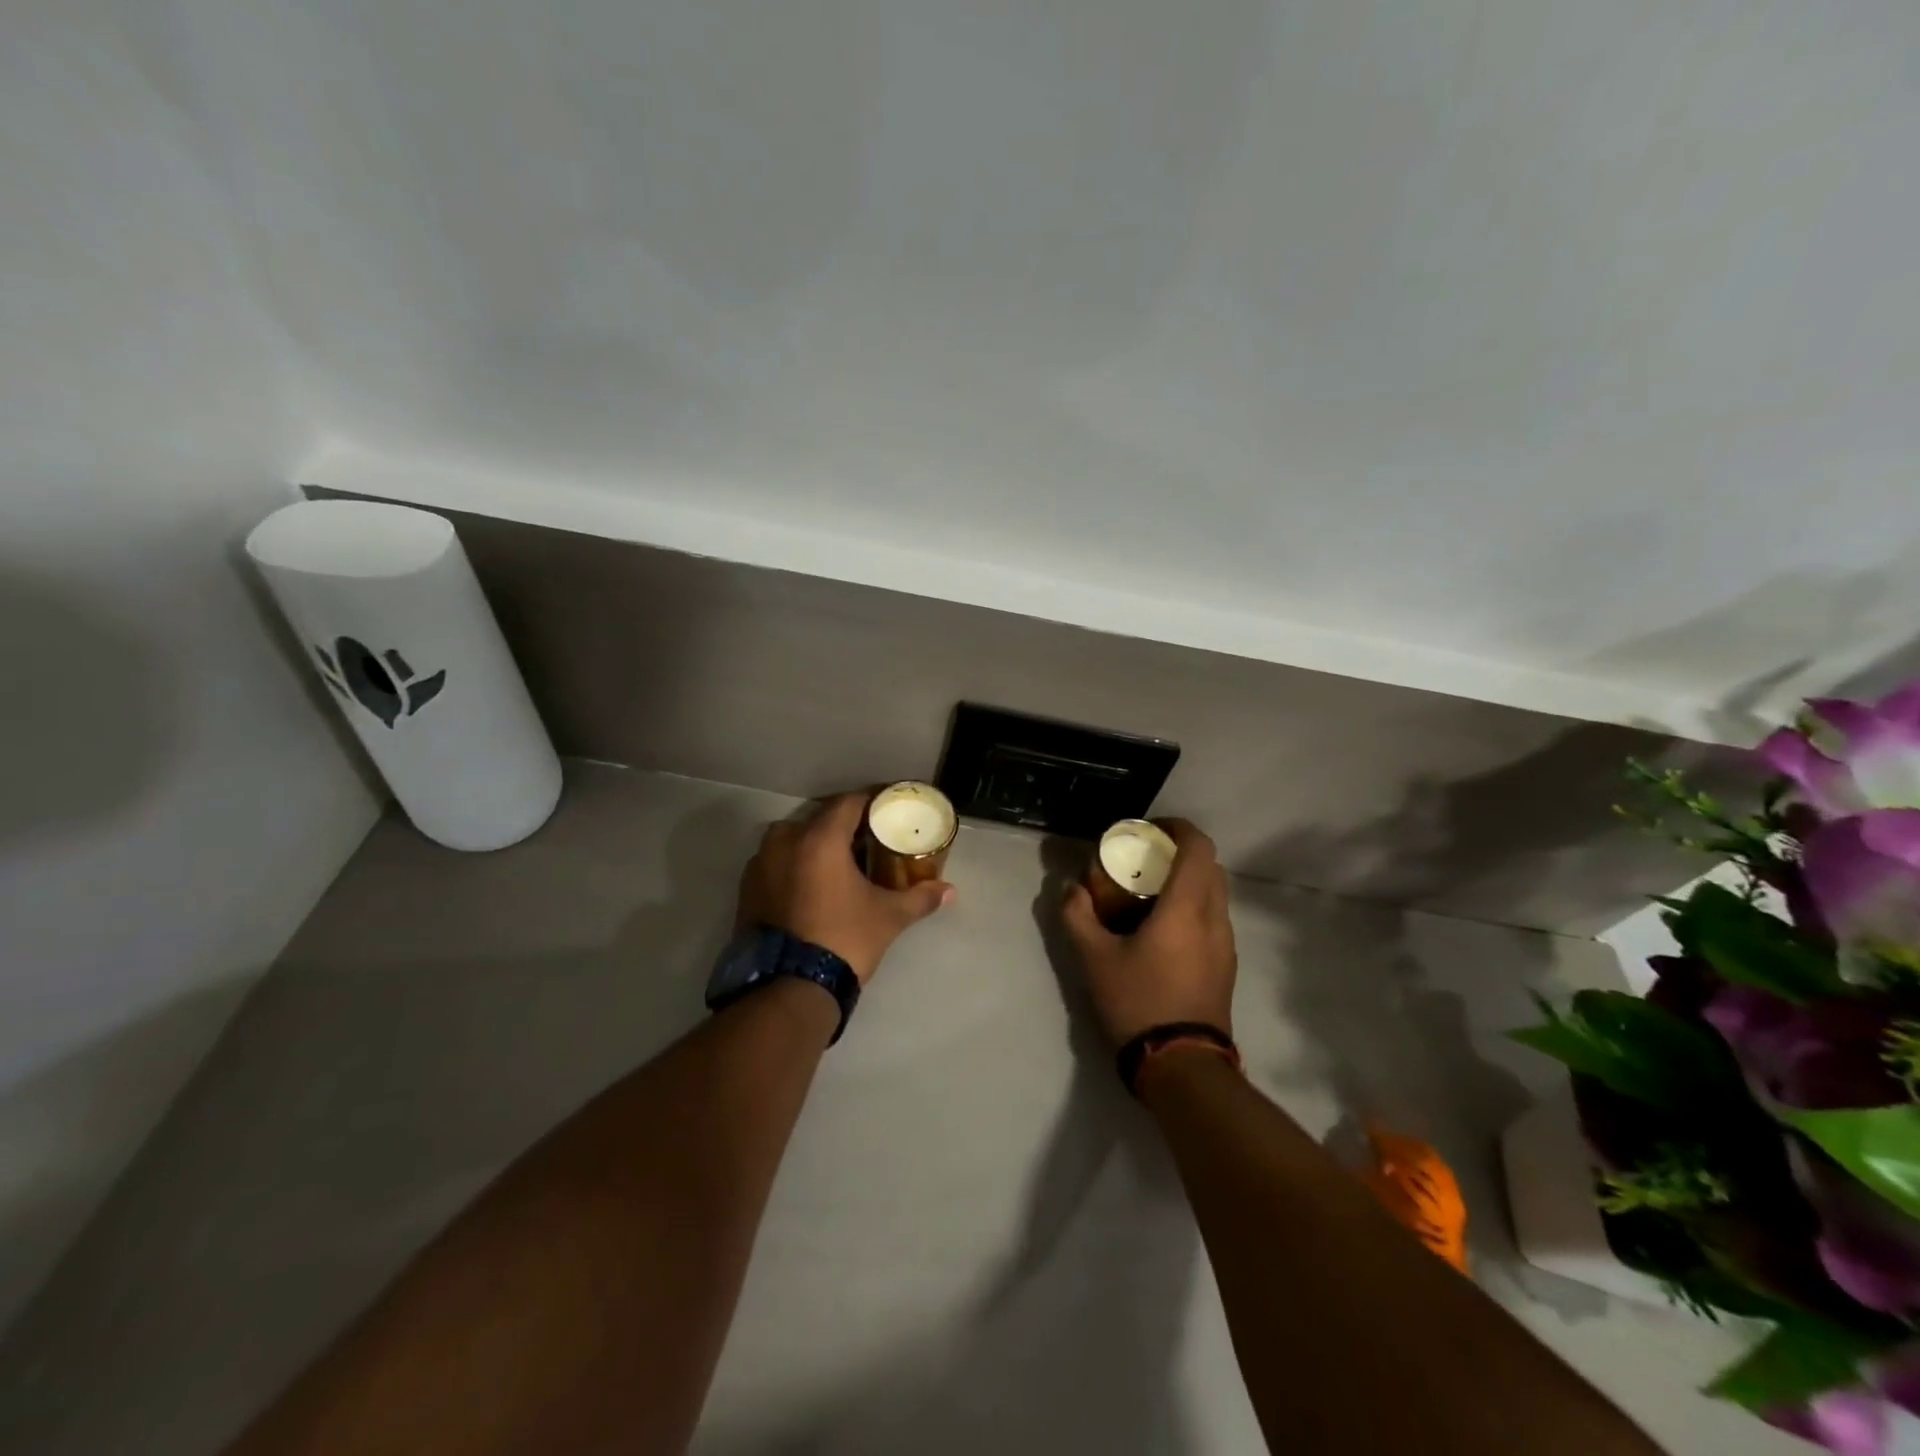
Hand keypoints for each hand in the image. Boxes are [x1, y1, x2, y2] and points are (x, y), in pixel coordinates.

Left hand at [737, 792, 954, 982]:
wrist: (788, 988)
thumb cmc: (843, 940)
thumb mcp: (888, 917)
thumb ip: (919, 898)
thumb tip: (949, 891)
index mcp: (819, 839)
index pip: (849, 802)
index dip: (871, 800)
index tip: (887, 806)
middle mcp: (784, 842)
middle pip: (819, 818)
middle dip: (843, 824)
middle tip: (867, 837)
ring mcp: (760, 865)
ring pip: (792, 839)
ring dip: (814, 843)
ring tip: (837, 861)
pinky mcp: (746, 889)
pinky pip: (775, 862)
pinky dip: (793, 864)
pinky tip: (811, 884)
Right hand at [1062, 819, 1236, 1045]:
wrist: (1183, 1067)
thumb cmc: (1139, 1002)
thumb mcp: (1094, 959)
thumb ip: (1077, 916)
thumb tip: (1070, 889)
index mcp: (1187, 907)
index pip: (1198, 846)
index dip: (1177, 827)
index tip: (1149, 830)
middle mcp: (1214, 918)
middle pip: (1210, 865)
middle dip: (1179, 852)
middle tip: (1144, 860)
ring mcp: (1226, 944)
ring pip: (1215, 893)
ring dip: (1188, 881)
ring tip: (1150, 896)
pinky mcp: (1227, 966)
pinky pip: (1214, 918)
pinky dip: (1193, 907)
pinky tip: (1162, 931)